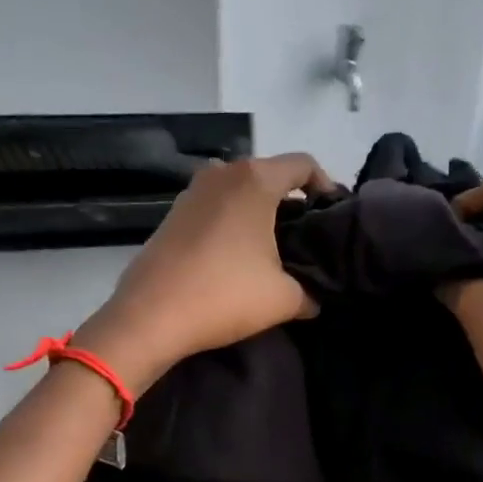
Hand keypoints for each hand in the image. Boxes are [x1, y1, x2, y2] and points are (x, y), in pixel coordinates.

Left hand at [76, 154, 333, 392]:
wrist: (151, 316)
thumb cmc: (225, 296)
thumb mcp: (284, 299)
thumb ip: (310, 293)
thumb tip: (314, 299)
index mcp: (254, 180)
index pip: (303, 165)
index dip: (326, 186)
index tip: (332, 217)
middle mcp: (221, 173)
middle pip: (269, 175)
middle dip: (291, 203)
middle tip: (306, 238)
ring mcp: (191, 192)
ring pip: (238, 192)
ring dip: (258, 213)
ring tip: (271, 249)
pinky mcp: (172, 215)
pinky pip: (214, 209)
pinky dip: (231, 224)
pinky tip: (235, 258)